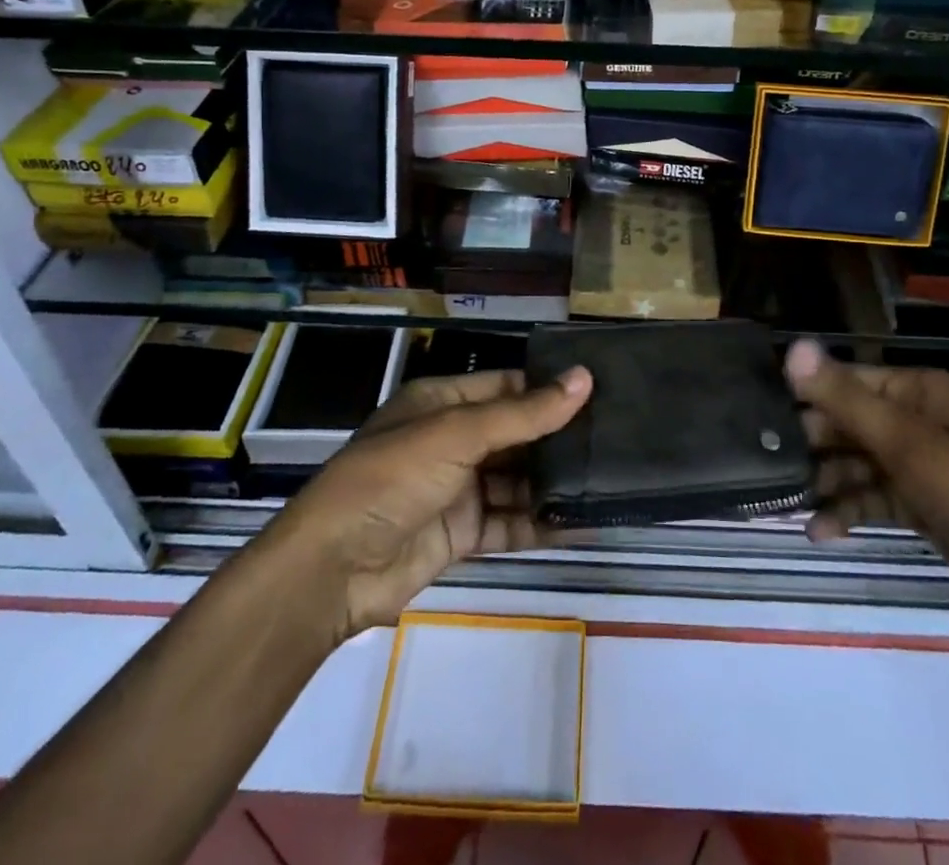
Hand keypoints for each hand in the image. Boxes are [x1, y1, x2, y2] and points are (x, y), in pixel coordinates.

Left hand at [274, 365, 591, 638]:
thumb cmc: (392, 478)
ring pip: (516, 479)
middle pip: (515, 433)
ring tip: (608, 478)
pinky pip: (509, 522)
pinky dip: (540, 523)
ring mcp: (457, 489)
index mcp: (442, 403)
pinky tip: (581, 521)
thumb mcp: (458, 435)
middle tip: (616, 438)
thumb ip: (524, 413)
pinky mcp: (461, 534)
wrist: (333, 570)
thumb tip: (584, 379)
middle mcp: (451, 440)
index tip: (600, 391)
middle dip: (557, 438)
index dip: (548, 388)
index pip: (506, 386)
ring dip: (553, 482)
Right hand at [784, 339, 948, 627]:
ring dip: (824, 482)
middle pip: (847, 422)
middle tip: (765, 465)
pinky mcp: (921, 503)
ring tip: (784, 503)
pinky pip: (872, 497)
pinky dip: (847, 511)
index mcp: (917, 391)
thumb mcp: (909, 446)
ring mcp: (919, 463)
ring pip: (855, 463)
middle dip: (810, 444)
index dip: (805, 396)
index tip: (760, 418)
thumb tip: (792, 347)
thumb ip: (846, 399)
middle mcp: (915, 418)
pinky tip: (819, 531)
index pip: (845, 381)